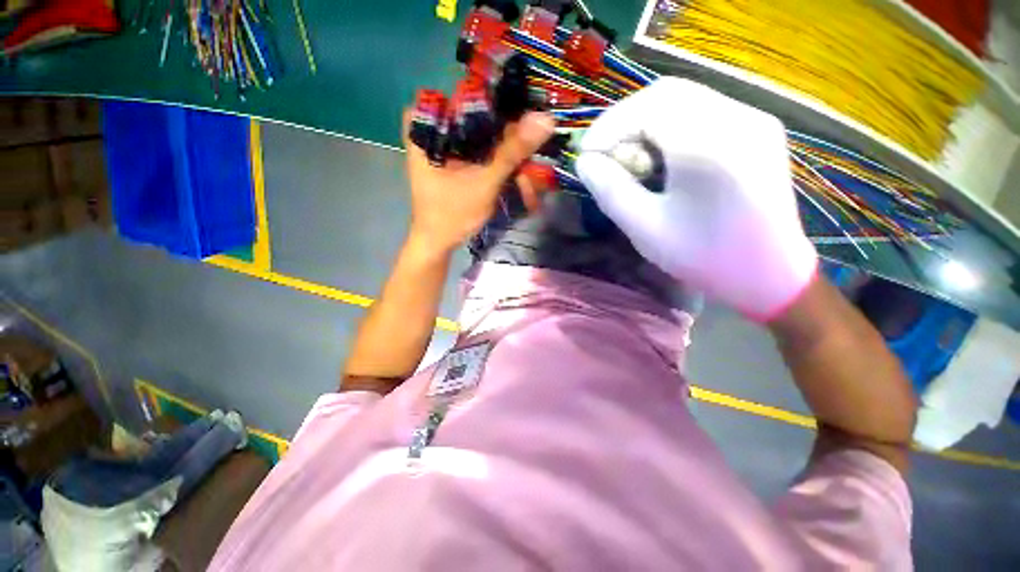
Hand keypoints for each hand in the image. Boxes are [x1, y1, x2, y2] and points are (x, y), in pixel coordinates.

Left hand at [403, 108, 554, 253]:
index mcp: (429, 125)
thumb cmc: (452, 214)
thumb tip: (545, 119)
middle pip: (478, 116)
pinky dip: (499, 162)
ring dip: (507, 154)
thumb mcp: (484, 181)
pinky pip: (481, 151)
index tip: (524, 109)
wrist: (438, 243)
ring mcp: (446, 146)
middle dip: (508, 135)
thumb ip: (512, 151)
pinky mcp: (455, 160)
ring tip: (526, 178)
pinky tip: (517, 178)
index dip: (498, 98)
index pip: (466, 92)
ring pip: (483, 136)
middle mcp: (435, 129)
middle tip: (531, 150)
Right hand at [575, 77, 817, 320]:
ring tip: (629, 156)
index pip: (647, 107)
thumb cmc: (703, 257)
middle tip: (605, 152)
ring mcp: (753, 120)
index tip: (586, 154)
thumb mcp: (645, 229)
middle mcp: (738, 118)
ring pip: (685, 98)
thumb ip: (610, 190)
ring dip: (646, 122)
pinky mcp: (758, 129)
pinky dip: (670, 125)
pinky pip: (704, 110)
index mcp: (709, 146)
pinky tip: (661, 156)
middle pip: (666, 94)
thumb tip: (585, 162)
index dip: (608, 126)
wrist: (770, 274)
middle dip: (625, 120)